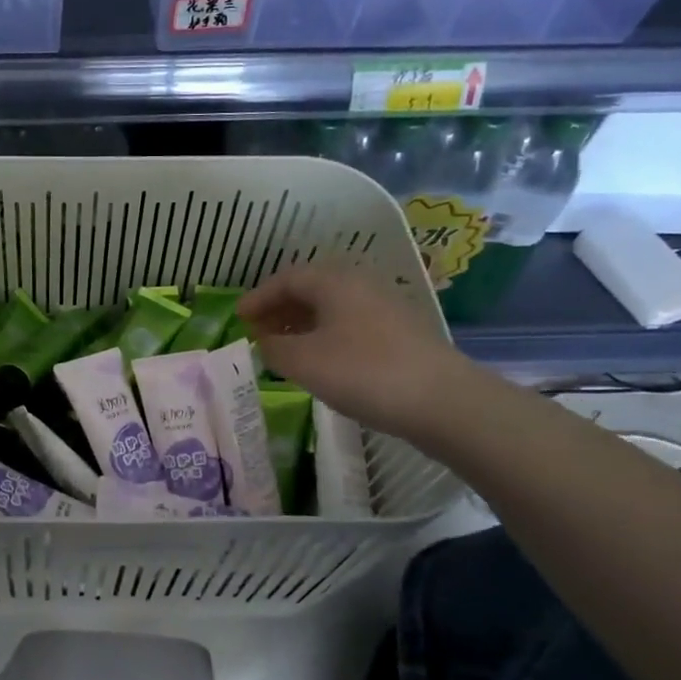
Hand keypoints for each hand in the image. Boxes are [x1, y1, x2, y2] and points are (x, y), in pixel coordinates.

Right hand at [237, 266, 478, 436]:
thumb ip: (274, 348)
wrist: (442, 400)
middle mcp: (360, 283)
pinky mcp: (400, 332)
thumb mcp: (304, 362)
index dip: (258, 297)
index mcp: (334, 280)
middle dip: (279, 309)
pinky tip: (321, 360)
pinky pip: (350, 323)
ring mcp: (384, 306)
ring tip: (284, 348)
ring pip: (332, 307)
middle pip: (310, 289)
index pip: (285, 278)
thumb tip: (264, 341)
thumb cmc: (363, 372)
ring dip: (302, 323)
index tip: (238, 317)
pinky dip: (326, 335)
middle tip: (257, 331)